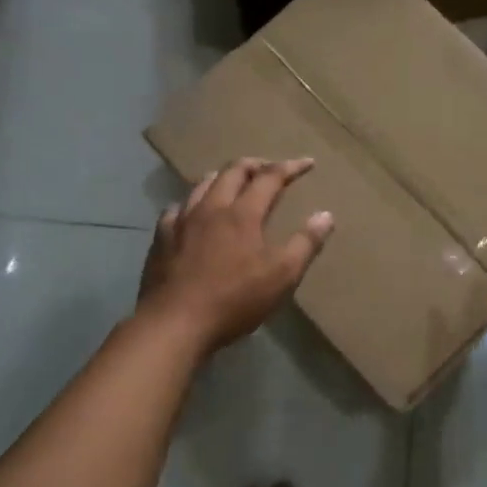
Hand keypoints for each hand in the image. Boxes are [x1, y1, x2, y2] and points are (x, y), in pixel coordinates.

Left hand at [139, 158, 335, 351]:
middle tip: (270, 168)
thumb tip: (326, 215)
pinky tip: (191, 213)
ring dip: (222, 177)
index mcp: (242, 213)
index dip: (290, 167)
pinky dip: (191, 203)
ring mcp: (181, 221)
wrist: (174, 323)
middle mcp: (211, 207)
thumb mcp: (281, 276)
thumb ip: (305, 243)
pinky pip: (176, 209)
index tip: (308, 163)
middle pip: (233, 171)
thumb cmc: (234, 300)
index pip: (270, 177)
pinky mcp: (161, 239)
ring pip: (202, 184)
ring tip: (233, 182)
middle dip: (255, 165)